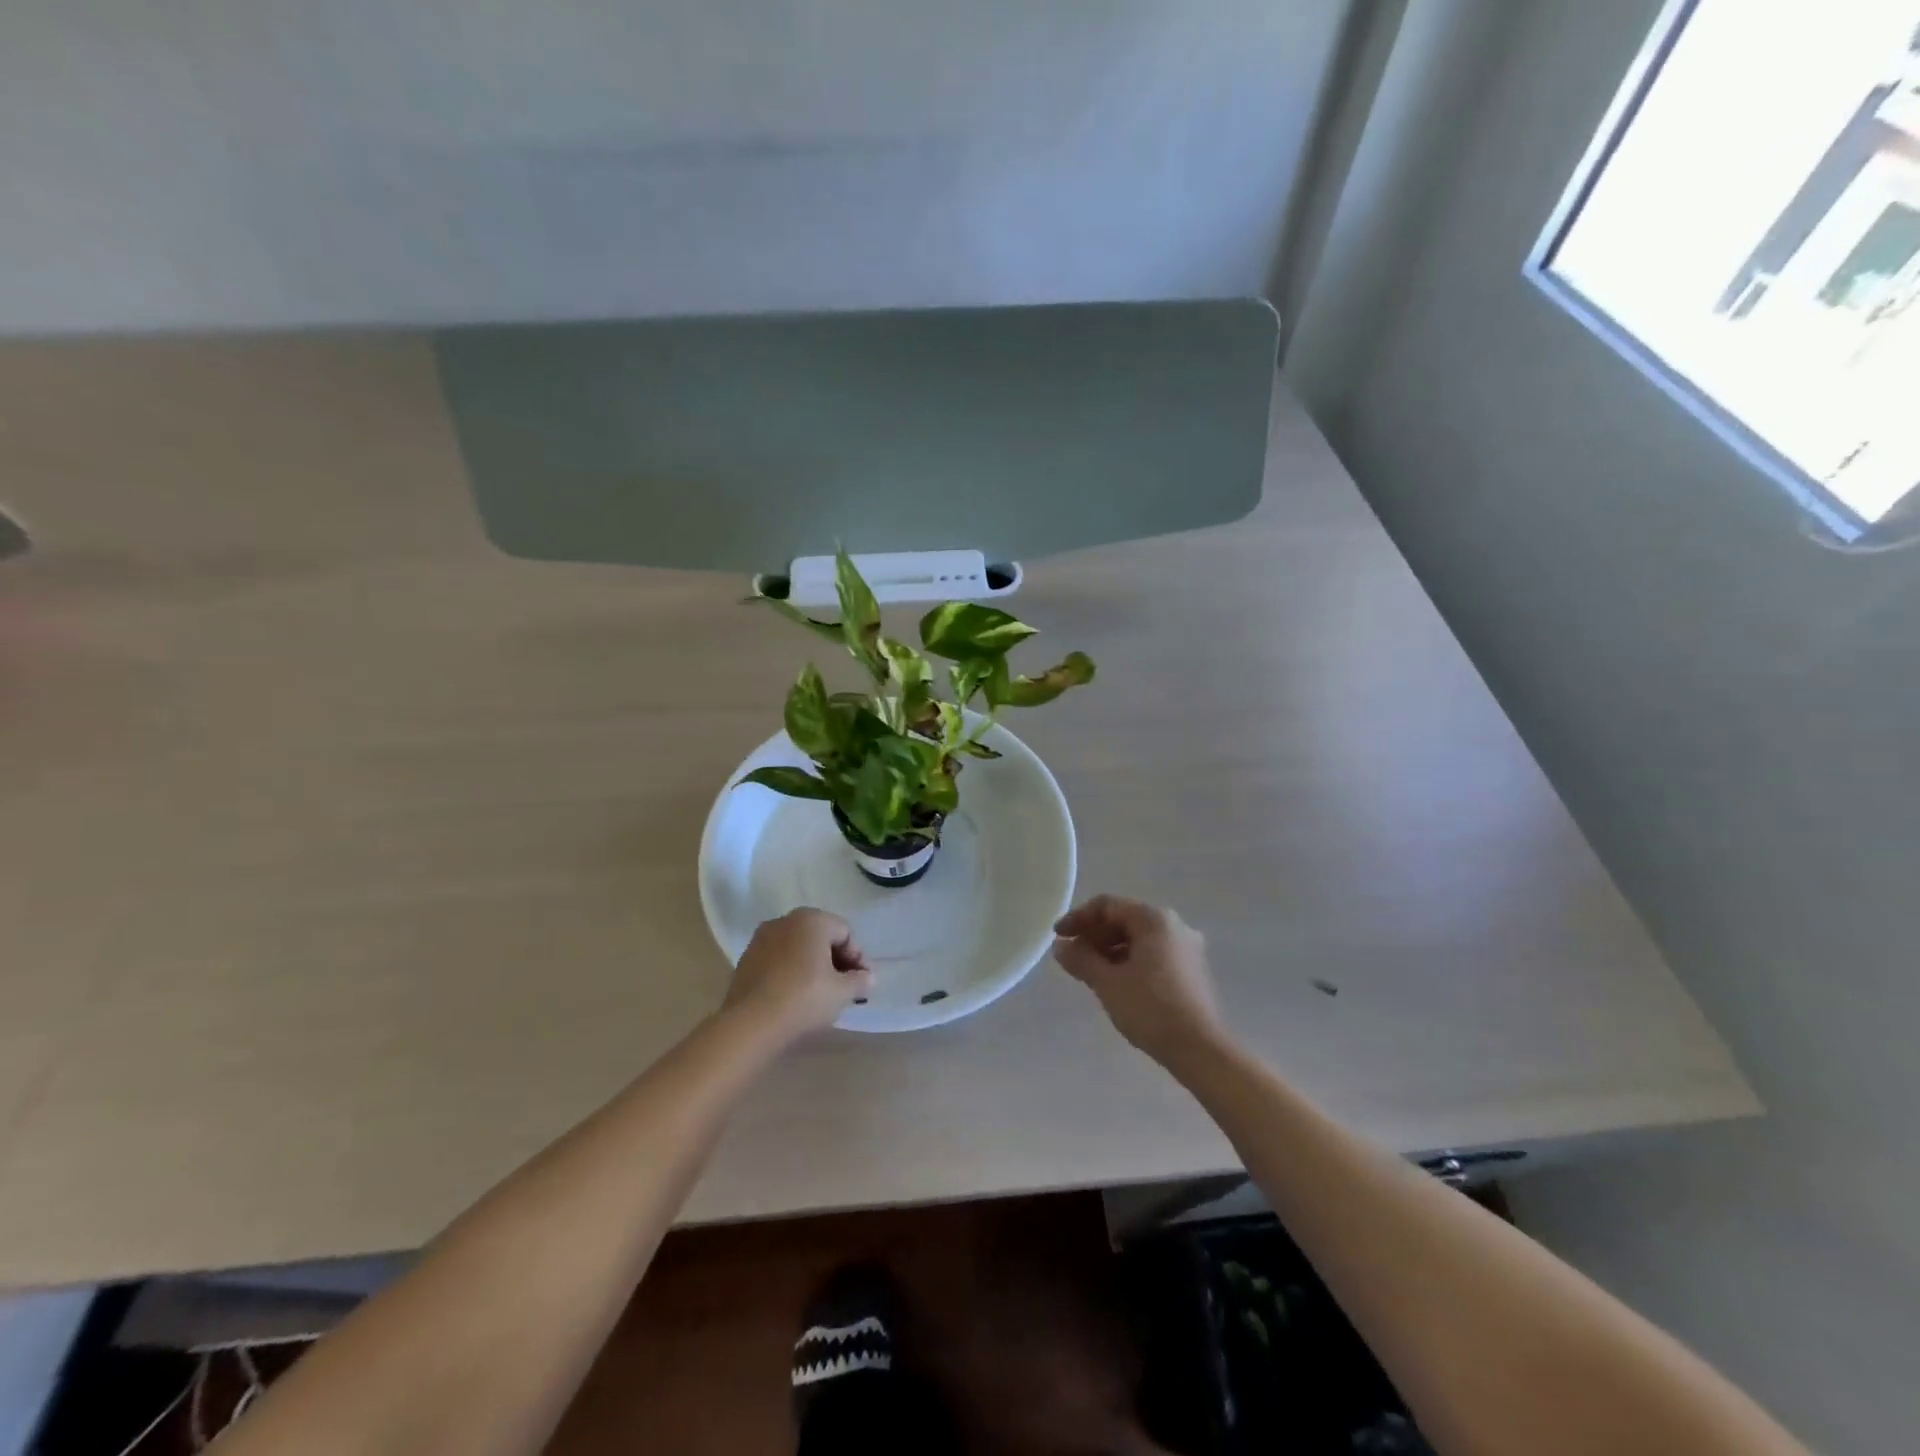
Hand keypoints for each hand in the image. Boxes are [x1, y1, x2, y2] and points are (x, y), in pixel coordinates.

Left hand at [725, 907, 871, 1044]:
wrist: (750, 1025)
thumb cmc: (804, 999)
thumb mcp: (842, 992)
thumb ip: (860, 981)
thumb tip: (867, 978)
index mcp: (811, 920)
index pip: (845, 933)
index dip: (858, 958)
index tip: (863, 983)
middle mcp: (785, 921)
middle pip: (820, 937)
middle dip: (836, 961)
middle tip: (845, 988)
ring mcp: (761, 940)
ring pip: (798, 949)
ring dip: (813, 967)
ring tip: (821, 995)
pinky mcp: (746, 961)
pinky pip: (778, 961)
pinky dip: (791, 973)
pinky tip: (796, 997)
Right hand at [1053, 895, 1227, 1068]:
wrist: (1201, 1050)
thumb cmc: (1150, 1009)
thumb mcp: (1107, 982)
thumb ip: (1080, 958)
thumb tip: (1060, 946)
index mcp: (1154, 919)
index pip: (1107, 906)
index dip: (1078, 918)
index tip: (1058, 937)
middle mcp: (1174, 925)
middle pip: (1124, 919)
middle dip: (1094, 936)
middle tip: (1072, 958)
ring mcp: (1186, 948)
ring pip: (1138, 938)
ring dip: (1110, 950)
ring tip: (1090, 973)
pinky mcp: (1191, 970)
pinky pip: (1152, 954)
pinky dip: (1129, 961)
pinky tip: (1116, 983)